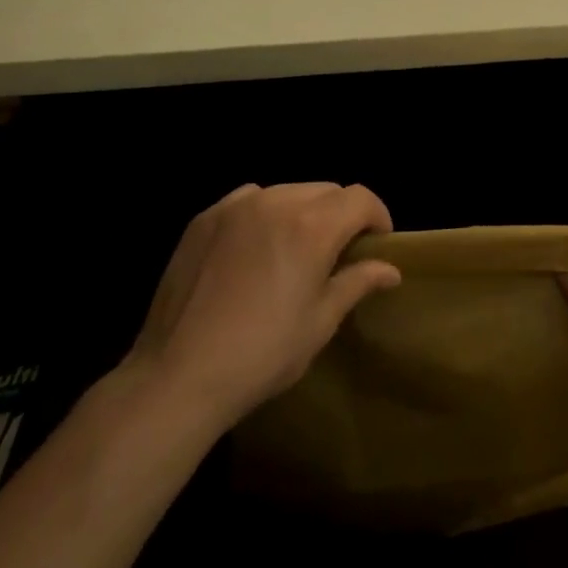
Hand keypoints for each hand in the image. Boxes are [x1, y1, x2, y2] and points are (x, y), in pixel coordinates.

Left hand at [120, 183, 399, 434]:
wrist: (177, 376)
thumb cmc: (262, 355)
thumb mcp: (320, 323)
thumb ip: (357, 283)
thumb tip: (390, 269)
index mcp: (312, 227)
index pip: (361, 198)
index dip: (378, 216)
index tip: (378, 243)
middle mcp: (276, 202)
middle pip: (326, 190)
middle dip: (342, 214)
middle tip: (339, 252)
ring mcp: (235, 207)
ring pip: (287, 191)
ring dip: (303, 211)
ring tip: (295, 248)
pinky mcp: (204, 218)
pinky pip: (248, 200)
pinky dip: (264, 213)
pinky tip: (255, 247)